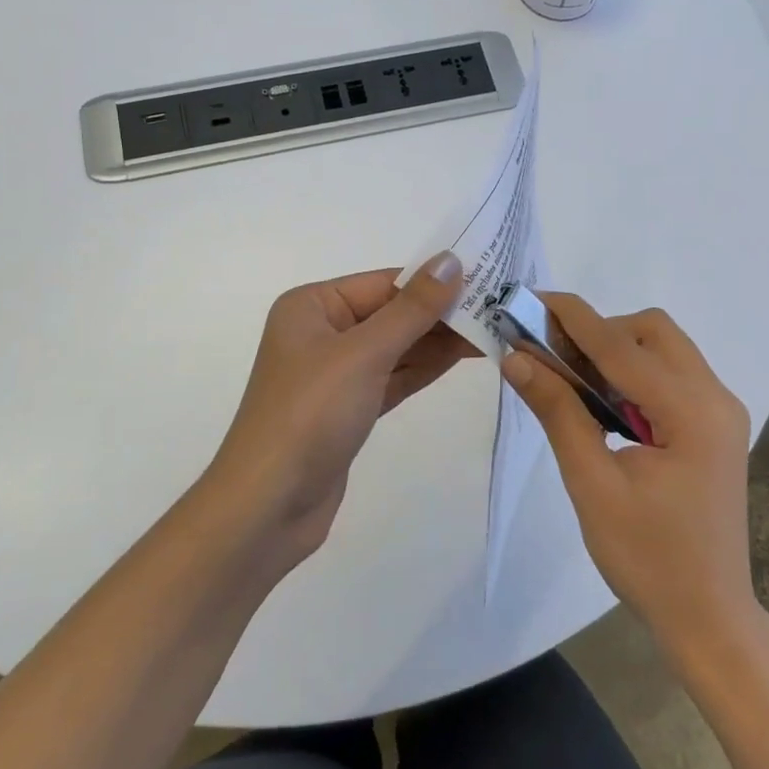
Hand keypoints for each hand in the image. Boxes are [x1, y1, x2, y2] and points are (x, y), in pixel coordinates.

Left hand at [203, 252, 469, 562]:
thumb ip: (412, 309)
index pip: (384, 283)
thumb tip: (451, 260)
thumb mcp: (364, 354)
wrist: (268, 508)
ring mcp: (335, 373)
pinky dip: (424, 368)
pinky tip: (464, 356)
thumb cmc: (310, 415)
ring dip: (439, 341)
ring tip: (493, 329)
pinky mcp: (349, 408)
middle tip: (500, 308)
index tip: (487, 278)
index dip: (434, 281)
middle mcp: (321, 332)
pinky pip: (393, 377)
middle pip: (392, 313)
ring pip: (396, 347)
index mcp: (312, 306)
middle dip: (441, 313)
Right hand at [502, 295, 757, 656]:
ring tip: (572, 379)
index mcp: (692, 413)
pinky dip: (633, 372)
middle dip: (600, 331)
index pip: (621, 346)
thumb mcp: (592, 484)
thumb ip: (558, 412)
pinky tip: (604, 402)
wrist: (708, 618)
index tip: (530, 298)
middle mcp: (715, 398)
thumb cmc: (648, 559)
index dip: (572, 317)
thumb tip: (516, 357)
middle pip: (653, 331)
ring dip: (616, 350)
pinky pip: (671, 374)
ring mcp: (720, 411)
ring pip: (663, 348)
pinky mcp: (714, 425)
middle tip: (554, 356)